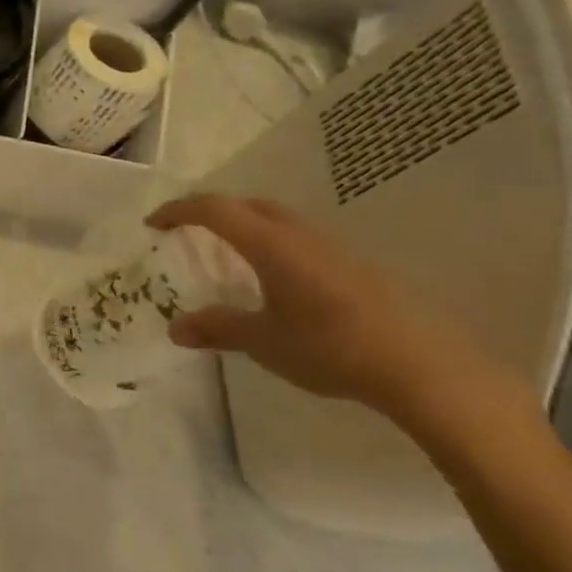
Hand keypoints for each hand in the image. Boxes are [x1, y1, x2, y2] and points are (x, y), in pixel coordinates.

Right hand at [149, 194, 507, 415]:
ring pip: (278, 220)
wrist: (419, 366)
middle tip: (188, 231)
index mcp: (271, 245)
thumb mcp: (263, 341)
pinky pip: (299, 239)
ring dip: (246, 225)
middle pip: (249, 205)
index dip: (179, 211)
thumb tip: (176, 328)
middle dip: (213, 211)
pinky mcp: (353, 266)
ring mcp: (332, 248)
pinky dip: (272, 243)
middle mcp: (300, 236)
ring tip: (227, 253)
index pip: (215, 210)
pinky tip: (274, 278)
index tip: (153, 224)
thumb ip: (218, 328)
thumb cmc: (330, 347)